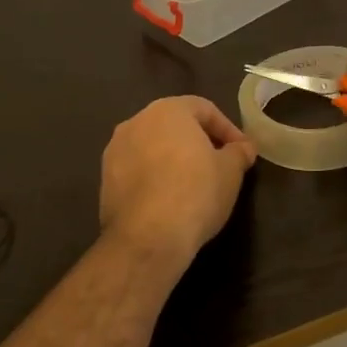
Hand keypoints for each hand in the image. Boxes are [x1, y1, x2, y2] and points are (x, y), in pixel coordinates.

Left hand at [99, 96, 257, 267]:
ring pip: (152, 147)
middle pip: (174, 125)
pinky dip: (154, 177)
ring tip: (193, 184)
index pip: (203, 109)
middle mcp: (135, 122)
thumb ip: (238, 153)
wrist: (147, 237)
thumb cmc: (196, 192)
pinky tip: (169, 199)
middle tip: (219, 164)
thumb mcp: (230, 172)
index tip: (242, 152)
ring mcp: (115, 150)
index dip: (227, 129)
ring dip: (173, 159)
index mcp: (167, 110)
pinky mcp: (105, 180)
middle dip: (198, 142)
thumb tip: (242, 148)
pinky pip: (137, 170)